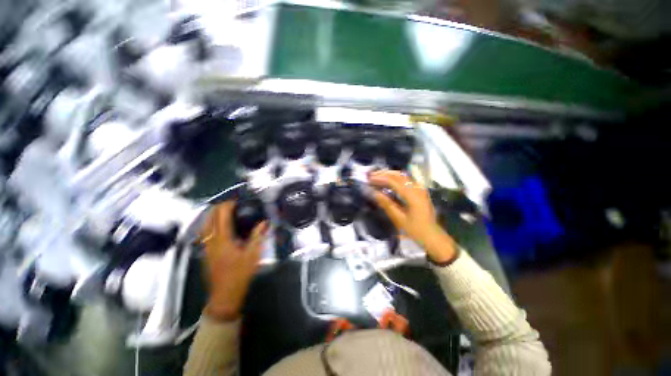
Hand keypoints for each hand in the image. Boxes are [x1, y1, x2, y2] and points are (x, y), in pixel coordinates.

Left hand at [200, 201, 267, 320]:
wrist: (224, 295)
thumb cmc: (240, 274)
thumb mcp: (253, 255)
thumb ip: (258, 236)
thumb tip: (265, 222)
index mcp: (223, 240)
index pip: (221, 216)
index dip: (228, 205)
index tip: (237, 200)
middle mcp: (211, 241)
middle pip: (210, 218)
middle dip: (219, 207)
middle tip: (232, 204)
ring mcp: (206, 247)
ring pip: (205, 225)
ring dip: (213, 215)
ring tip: (225, 211)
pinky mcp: (205, 252)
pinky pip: (205, 232)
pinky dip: (210, 224)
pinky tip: (219, 226)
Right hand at [369, 170, 456, 263]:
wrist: (433, 236)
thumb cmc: (416, 230)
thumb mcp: (400, 220)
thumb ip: (387, 204)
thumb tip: (374, 193)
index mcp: (413, 196)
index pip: (394, 181)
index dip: (380, 178)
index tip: (369, 179)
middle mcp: (417, 188)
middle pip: (399, 175)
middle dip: (384, 173)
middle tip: (371, 175)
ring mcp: (420, 189)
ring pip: (403, 176)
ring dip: (389, 174)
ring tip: (377, 176)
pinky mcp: (420, 191)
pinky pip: (406, 180)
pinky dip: (395, 178)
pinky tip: (388, 181)